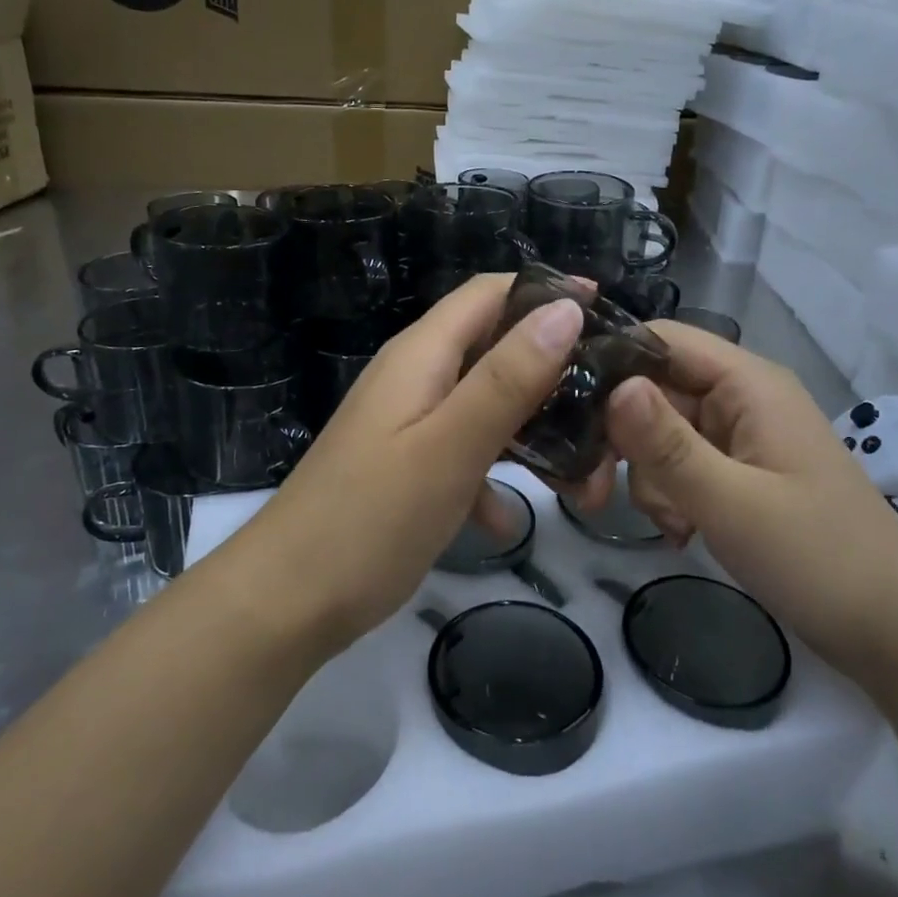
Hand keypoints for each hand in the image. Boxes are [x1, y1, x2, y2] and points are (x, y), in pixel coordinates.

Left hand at [250, 275, 585, 652]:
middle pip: (495, 347)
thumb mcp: (451, 445)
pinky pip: (466, 452)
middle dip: (553, 368)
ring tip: (585, 465)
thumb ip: (508, 377)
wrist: (286, 603)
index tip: (611, 317)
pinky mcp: (408, 467)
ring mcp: (410, 424)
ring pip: (487, 405)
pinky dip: (494, 474)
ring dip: (533, 427)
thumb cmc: (371, 518)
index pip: (490, 293)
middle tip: (609, 401)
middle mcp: (415, 377)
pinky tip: (507, 518)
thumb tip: (565, 308)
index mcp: (421, 355)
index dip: (548, 293)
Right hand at [604, 322, 897, 672]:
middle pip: (652, 391)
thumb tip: (612, 386)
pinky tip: (682, 533)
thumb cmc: (820, 558)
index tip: (561, 409)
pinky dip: (669, 496)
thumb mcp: (733, 502)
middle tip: (594, 491)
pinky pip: (679, 468)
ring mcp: (737, 439)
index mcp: (747, 384)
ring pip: (658, 434)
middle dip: (622, 439)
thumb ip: (667, 445)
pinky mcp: (735, 475)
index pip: (661, 340)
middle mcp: (739, 399)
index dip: (609, 363)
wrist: (894, 631)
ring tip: (674, 525)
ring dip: (649, 477)